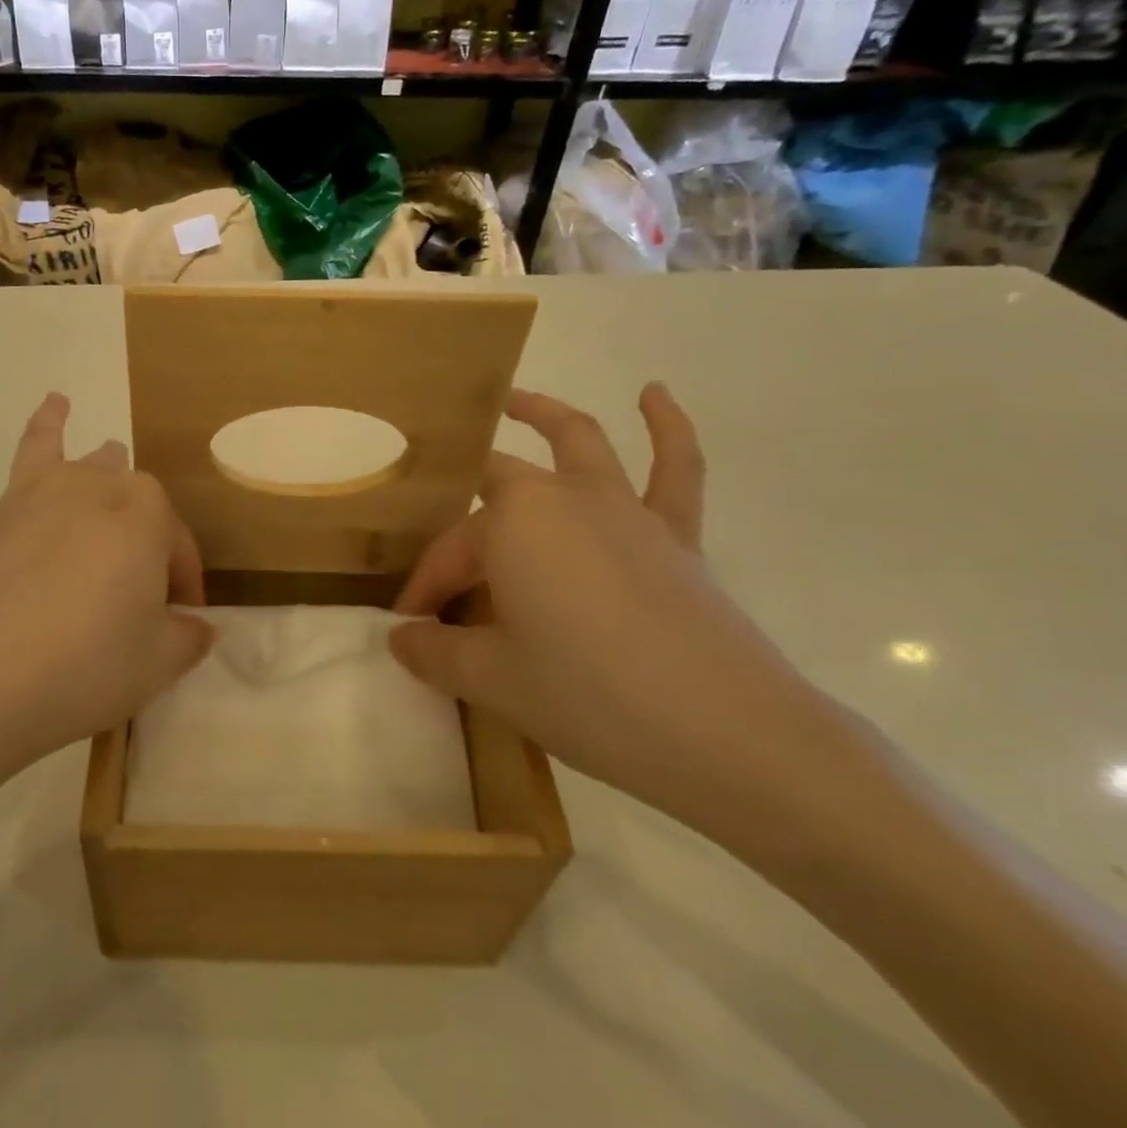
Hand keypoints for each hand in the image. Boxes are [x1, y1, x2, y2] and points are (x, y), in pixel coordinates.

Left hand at [0, 394, 211, 833]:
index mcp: (141, 512)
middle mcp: (83, 488)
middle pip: (118, 481)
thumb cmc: (84, 667)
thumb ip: (186, 638)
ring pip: (43, 448)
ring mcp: (21, 500)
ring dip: (51, 425)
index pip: (175, 538)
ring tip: (56, 402)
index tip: (183, 616)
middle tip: (137, 542)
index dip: (183, 576)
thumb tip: (196, 627)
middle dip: (133, 503)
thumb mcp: (158, 663)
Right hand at [391, 385, 837, 831]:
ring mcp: (624, 509)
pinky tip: (654, 394)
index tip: (412, 628)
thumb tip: (401, 639)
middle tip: (442, 559)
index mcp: (512, 522)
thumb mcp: (492, 679)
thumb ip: (436, 652)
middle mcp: (564, 497)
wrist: (725, 733)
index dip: (427, 587)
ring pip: (578, 443)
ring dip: (543, 415)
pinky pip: (676, 469)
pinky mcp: (675, 535)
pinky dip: (668, 426)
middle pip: (496, 491)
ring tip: (514, 401)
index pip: (451, 549)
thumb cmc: (589, 694)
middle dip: (462, 522)